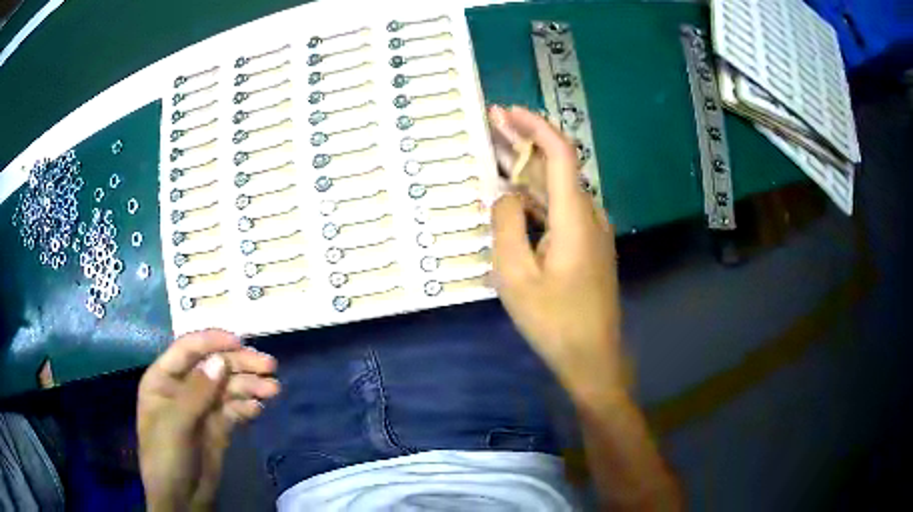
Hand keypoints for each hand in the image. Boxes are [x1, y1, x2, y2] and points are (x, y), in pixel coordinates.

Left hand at [137, 329, 279, 510]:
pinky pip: (234, 409)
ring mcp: (201, 408)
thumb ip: (197, 391)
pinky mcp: (217, 426)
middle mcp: (183, 388)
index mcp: (163, 378)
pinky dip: (247, 407)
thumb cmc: (167, 456)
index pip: (188, 349)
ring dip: (250, 386)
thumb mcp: (176, 423)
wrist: (182, 499)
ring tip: (273, 390)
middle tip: (270, 367)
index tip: (241, 342)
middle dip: (240, 365)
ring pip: (227, 388)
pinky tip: (258, 410)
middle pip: (213, 367)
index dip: (213, 341)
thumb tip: (220, 361)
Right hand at [489, 106, 621, 402]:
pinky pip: (559, 210)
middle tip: (490, 122)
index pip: (560, 154)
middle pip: (556, 167)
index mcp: (575, 217)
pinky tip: (513, 193)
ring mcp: (590, 231)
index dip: (536, 127)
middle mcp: (588, 215)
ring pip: (557, 188)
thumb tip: (503, 195)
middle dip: (524, 141)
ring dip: (527, 169)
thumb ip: (505, 226)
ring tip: (494, 150)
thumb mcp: (515, 276)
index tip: (509, 111)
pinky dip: (535, 196)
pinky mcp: (587, 246)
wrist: (591, 355)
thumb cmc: (553, 320)